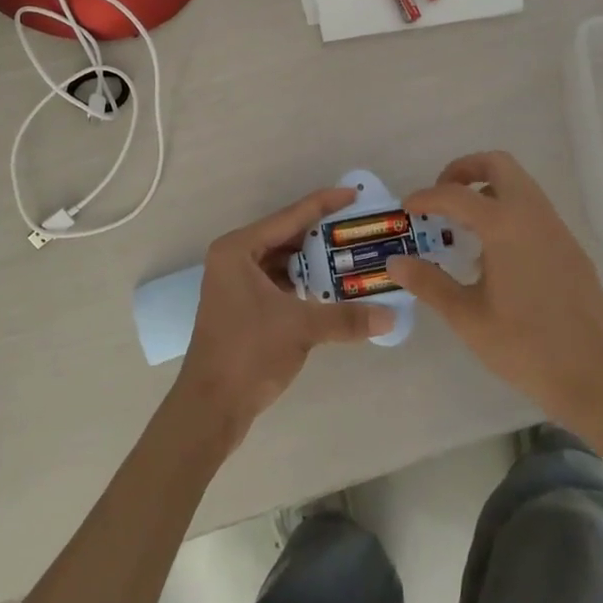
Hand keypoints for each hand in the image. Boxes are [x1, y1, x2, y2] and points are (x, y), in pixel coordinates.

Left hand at [174, 187, 393, 444]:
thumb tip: (391, 317)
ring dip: (314, 261)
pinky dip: (303, 282)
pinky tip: (330, 287)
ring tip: (352, 257)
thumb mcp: (300, 328)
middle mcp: (234, 257)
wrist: (211, 408)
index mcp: (239, 249)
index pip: (289, 217)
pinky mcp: (242, 305)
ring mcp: (236, 282)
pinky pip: (279, 281)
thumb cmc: (249, 353)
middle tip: (359, 229)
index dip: (323, 205)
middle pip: (287, 236)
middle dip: (322, 235)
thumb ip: (346, 317)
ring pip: (284, 260)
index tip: (354, 195)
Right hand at [388, 151, 602, 429]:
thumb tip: (395, 262)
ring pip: (520, 184)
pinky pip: (534, 210)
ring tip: (464, 226)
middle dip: (464, 171)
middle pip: (497, 165)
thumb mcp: (467, 317)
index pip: (455, 194)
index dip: (426, 197)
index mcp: (504, 225)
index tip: (407, 209)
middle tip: (442, 199)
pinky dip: (509, 211)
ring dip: (488, 190)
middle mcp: (532, 214)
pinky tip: (496, 253)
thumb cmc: (526, 346)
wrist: (597, 377)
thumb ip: (429, 283)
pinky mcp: (570, 248)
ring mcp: (556, 229)